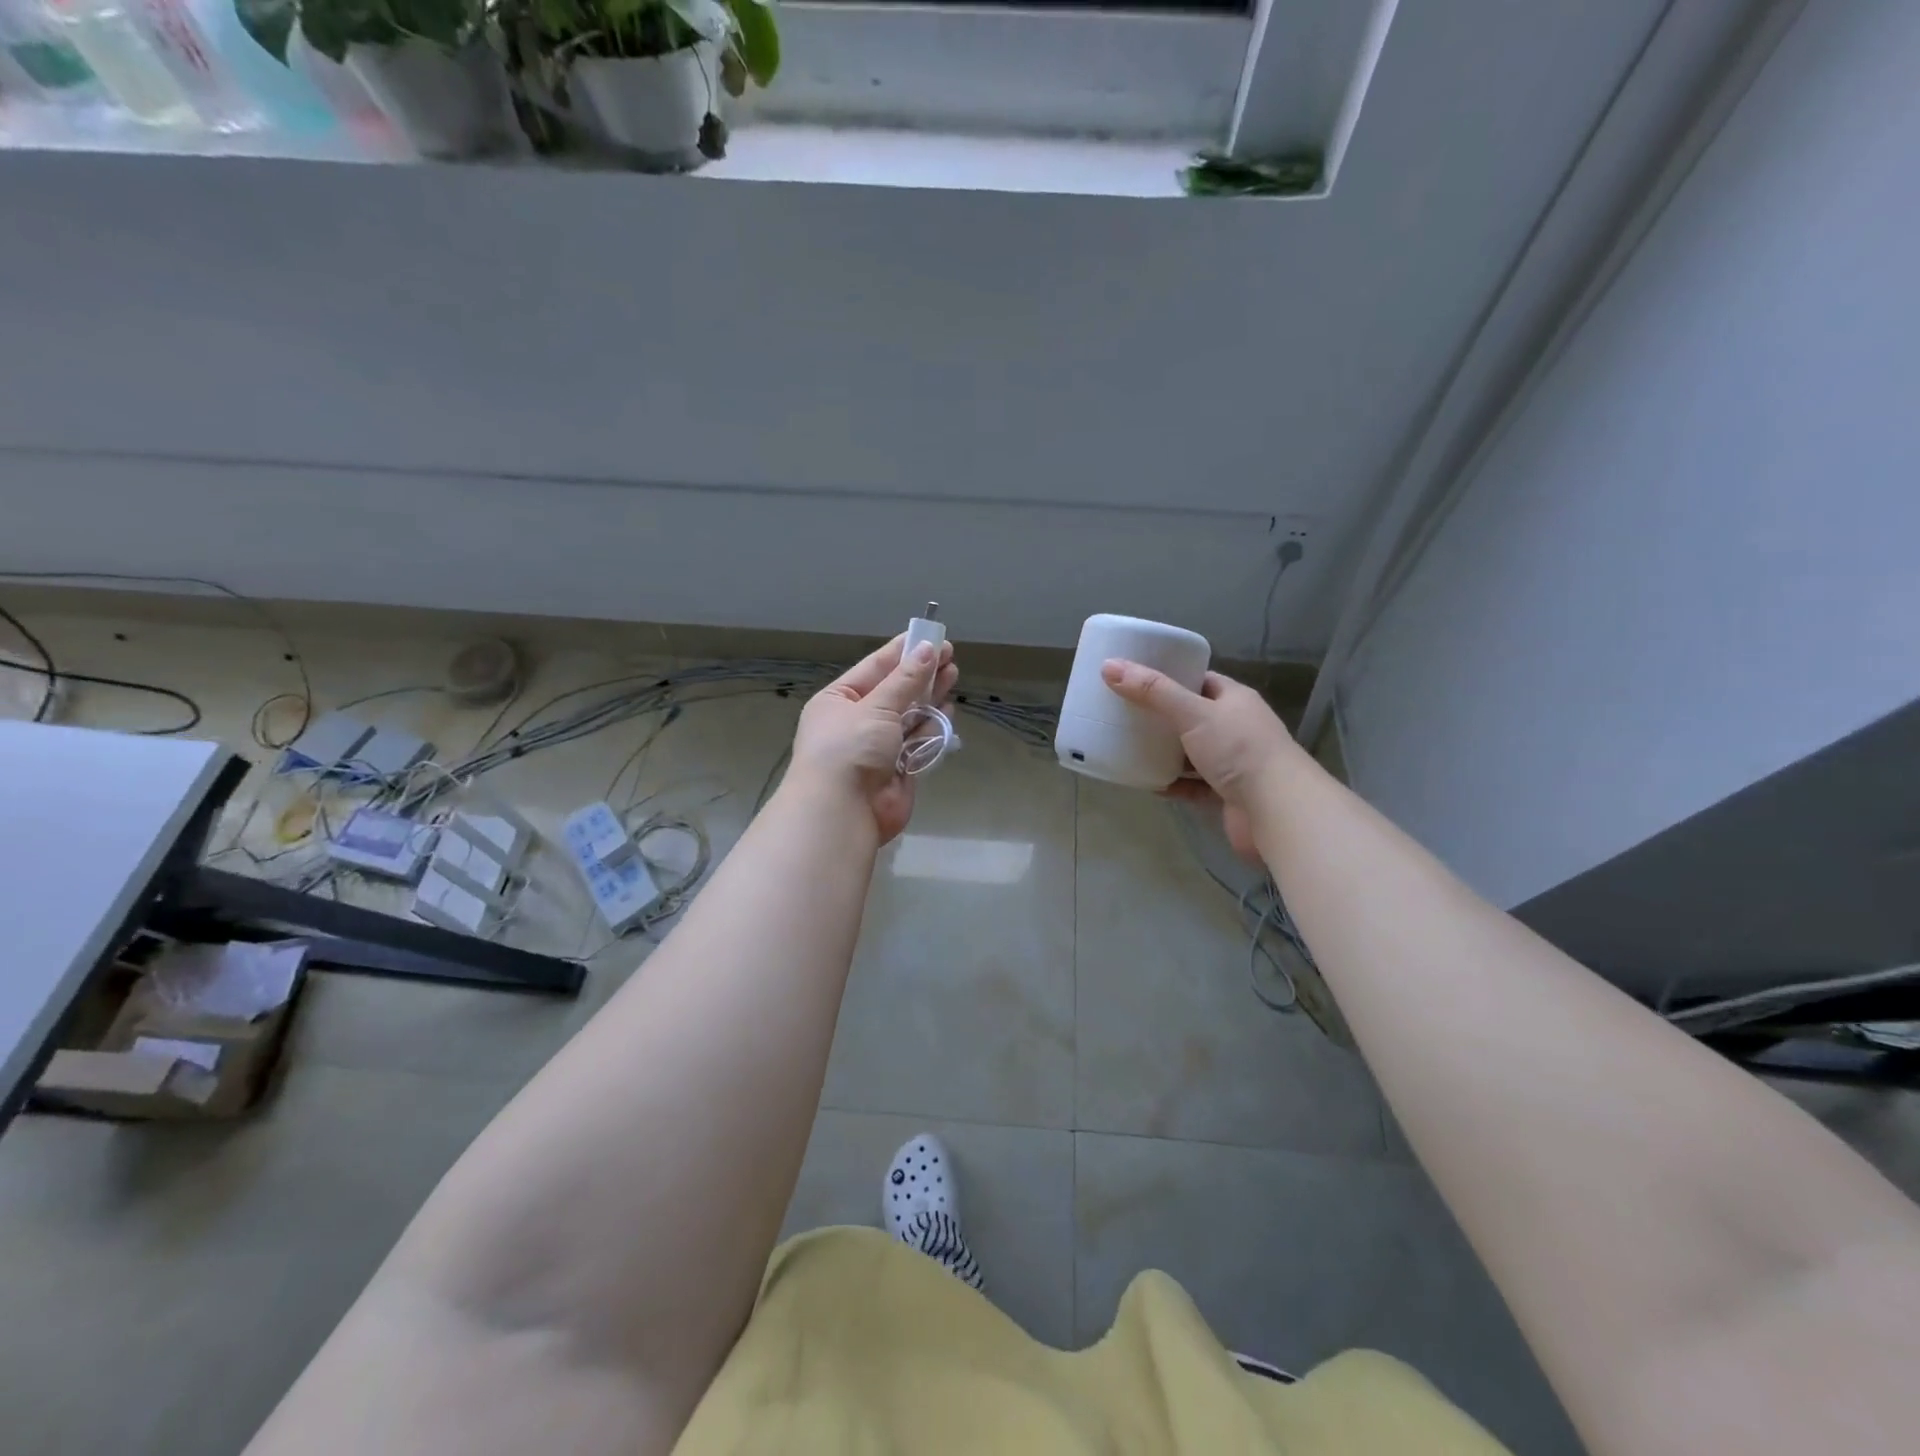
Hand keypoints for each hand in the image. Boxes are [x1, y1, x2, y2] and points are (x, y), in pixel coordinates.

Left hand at [790, 634, 958, 842]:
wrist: (843, 812)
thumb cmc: (850, 748)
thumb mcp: (876, 706)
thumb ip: (906, 680)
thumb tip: (928, 649)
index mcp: (838, 700)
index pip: (874, 668)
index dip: (903, 651)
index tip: (931, 637)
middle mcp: (856, 721)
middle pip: (894, 691)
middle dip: (921, 673)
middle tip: (950, 656)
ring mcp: (878, 747)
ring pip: (909, 715)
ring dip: (930, 697)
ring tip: (953, 675)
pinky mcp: (898, 769)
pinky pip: (918, 742)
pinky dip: (932, 727)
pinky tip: (948, 709)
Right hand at [1100, 659, 1305, 861]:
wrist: (1277, 810)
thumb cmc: (1238, 750)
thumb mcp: (1192, 713)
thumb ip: (1152, 692)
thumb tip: (1109, 666)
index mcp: (1235, 700)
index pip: (1201, 680)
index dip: (1172, 677)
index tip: (1138, 679)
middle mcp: (1237, 728)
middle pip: (1193, 717)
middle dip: (1162, 717)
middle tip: (1126, 714)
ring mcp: (1234, 763)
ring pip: (1192, 752)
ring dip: (1166, 752)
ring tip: (1130, 747)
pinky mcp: (1228, 794)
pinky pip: (1194, 785)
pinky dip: (1173, 784)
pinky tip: (1148, 783)